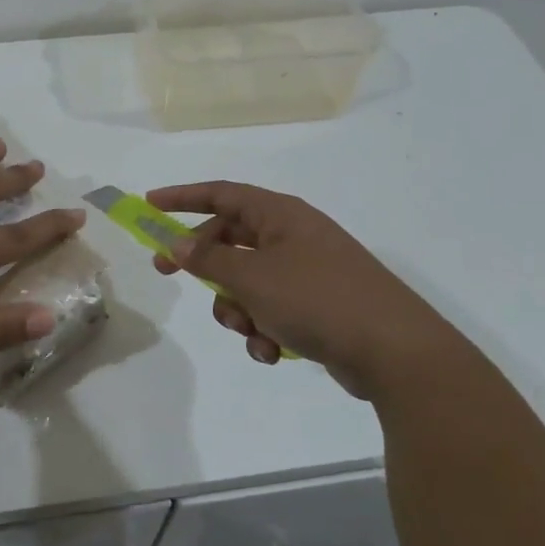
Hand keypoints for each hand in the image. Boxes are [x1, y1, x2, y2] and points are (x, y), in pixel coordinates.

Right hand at [146, 180, 471, 400]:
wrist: (394, 351)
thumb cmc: (317, 299)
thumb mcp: (253, 277)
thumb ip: (209, 259)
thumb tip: (178, 243)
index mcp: (281, 215)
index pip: (222, 194)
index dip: (183, 197)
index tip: (149, 204)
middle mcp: (293, 236)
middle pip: (230, 240)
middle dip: (203, 264)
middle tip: (167, 274)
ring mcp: (307, 272)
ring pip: (247, 282)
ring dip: (236, 308)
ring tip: (249, 329)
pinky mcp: (317, 307)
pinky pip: (271, 310)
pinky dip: (263, 329)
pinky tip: (271, 351)